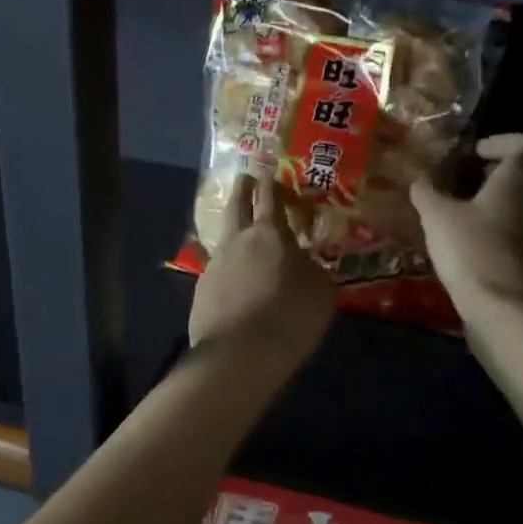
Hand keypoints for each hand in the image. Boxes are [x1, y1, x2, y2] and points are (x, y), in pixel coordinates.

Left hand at [189, 172, 333, 370]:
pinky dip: (228, 270)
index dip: (270, 182)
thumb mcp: (321, 292)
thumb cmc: (290, 316)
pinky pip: (217, 270)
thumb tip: (304, 261)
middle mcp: (238, 241)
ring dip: (233, 230)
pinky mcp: (201, 290)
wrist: (240, 354)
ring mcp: (215, 264)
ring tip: (240, 233)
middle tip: (244, 178)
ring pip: (224, 237)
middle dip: (242, 189)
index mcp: (271, 234)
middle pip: (237, 205)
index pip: (270, 197)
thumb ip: (313, 269)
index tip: (267, 169)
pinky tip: (234, 283)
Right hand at [411, 133, 522, 318]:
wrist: (504, 310)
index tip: (474, 153)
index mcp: (521, 178)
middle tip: (480, 177)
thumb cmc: (472, 249)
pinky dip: (509, 226)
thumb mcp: (437, 215)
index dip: (504, 141)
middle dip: (513, 170)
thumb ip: (428, 190)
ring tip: (472, 208)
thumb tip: (421, 177)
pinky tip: (477, 237)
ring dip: (511, 200)